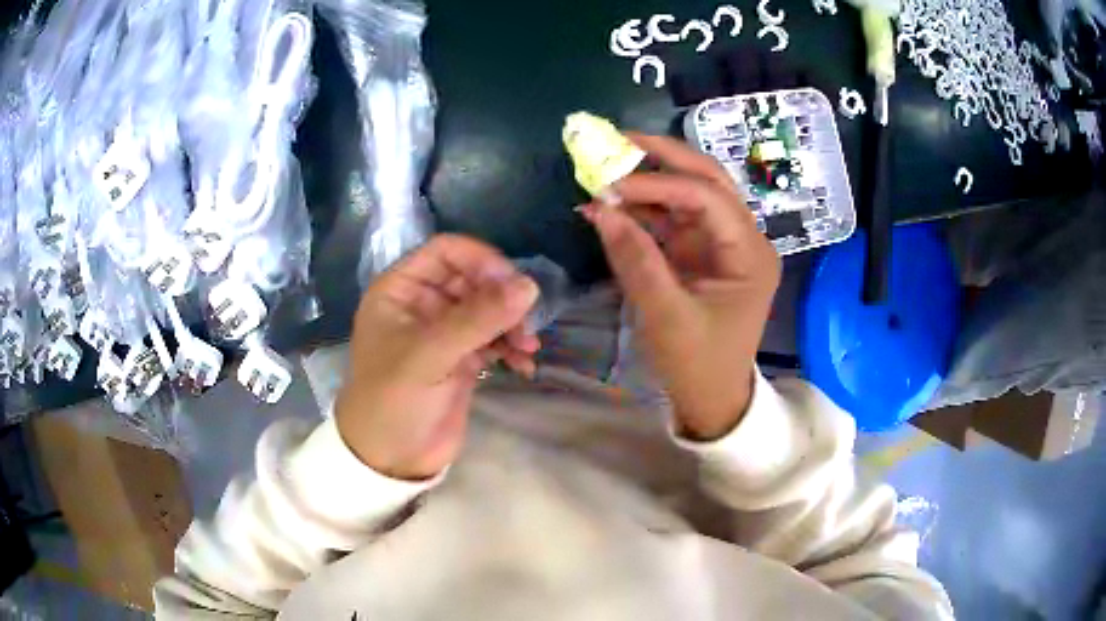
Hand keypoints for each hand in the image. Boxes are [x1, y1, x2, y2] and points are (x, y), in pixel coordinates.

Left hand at [335, 235, 539, 479]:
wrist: (389, 459)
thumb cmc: (393, 401)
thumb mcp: (429, 356)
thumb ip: (477, 319)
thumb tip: (529, 286)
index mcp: (401, 289)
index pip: (447, 251)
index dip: (482, 261)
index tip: (512, 285)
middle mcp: (423, 304)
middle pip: (474, 279)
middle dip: (502, 297)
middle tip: (526, 324)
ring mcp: (444, 332)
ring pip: (488, 309)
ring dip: (512, 323)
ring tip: (527, 348)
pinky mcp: (462, 359)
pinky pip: (494, 339)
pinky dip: (511, 347)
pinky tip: (524, 365)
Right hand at [580, 133, 780, 440]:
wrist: (711, 398)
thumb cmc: (698, 364)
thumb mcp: (666, 316)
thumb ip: (635, 259)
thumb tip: (599, 208)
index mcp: (750, 253)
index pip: (706, 197)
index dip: (658, 183)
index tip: (609, 185)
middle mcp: (742, 238)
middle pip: (706, 179)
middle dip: (663, 156)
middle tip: (617, 139)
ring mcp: (721, 244)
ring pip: (689, 193)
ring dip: (650, 179)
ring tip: (607, 168)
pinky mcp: (701, 254)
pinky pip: (673, 218)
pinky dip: (644, 208)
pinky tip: (614, 203)